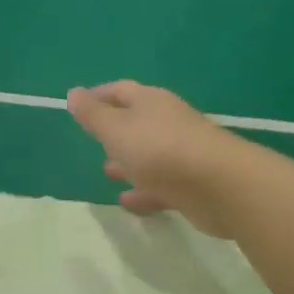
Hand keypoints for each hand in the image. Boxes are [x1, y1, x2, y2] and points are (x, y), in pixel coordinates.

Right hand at [66, 81, 250, 237]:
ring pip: (149, 154)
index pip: (121, 90)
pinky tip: (127, 202)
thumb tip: (73, 92)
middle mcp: (168, 122)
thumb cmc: (160, 150)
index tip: (79, 105)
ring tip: (107, 172)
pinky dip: (143, 190)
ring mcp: (183, 153)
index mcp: (150, 102)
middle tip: (93, 140)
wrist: (220, 185)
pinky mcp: (191, 184)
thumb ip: (93, 115)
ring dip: (128, 162)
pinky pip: (161, 185)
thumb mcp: (116, 130)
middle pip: (137, 122)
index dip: (99, 96)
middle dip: (114, 131)